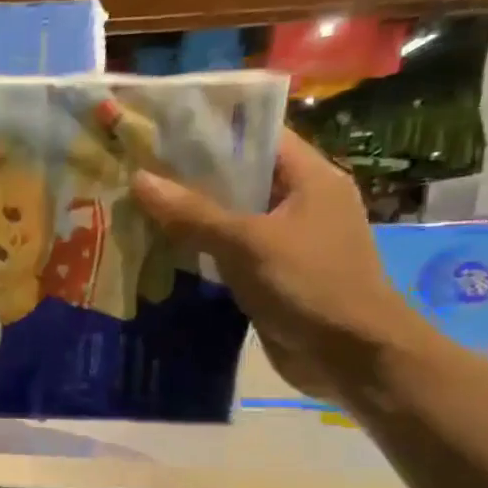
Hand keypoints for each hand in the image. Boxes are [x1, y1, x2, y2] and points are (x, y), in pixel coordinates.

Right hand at [130, 131, 430, 401]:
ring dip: (189, 217)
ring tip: (136, 205)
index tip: (160, 130)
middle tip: (136, 170)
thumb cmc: (310, 285)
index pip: (257, 136)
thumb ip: (193, 213)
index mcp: (310, 178)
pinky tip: (158, 250)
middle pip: (239, 178)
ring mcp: (285, 242)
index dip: (211, 130)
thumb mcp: (247, 243)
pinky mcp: (271, 276)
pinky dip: (198, 251)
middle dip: (190, 176)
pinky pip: (228, 253)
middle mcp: (299, 203)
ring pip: (229, 218)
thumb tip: (140, 179)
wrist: (352, 357)